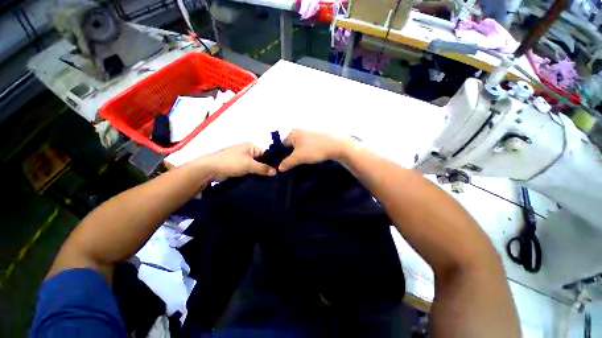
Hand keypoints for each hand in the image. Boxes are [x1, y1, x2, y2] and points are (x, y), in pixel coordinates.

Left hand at [197, 143, 276, 180]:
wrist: (210, 169)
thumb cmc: (231, 162)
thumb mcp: (249, 164)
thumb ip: (263, 168)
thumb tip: (275, 172)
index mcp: (251, 146)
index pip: (267, 152)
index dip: (273, 160)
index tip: (280, 170)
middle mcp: (247, 152)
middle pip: (262, 160)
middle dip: (267, 167)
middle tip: (277, 177)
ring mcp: (242, 160)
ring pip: (256, 166)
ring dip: (261, 173)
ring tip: (271, 181)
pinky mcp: (238, 168)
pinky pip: (250, 171)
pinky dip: (254, 175)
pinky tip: (261, 182)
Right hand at [279, 130, 349, 171]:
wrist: (336, 146)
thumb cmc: (315, 149)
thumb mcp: (298, 157)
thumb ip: (287, 163)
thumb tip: (279, 168)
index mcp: (293, 133)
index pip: (281, 145)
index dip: (279, 155)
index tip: (281, 164)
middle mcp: (299, 132)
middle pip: (289, 146)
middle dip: (288, 156)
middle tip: (289, 166)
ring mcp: (308, 135)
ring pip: (298, 147)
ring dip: (297, 155)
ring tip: (298, 164)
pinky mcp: (315, 139)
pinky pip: (305, 147)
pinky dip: (304, 153)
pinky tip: (306, 159)